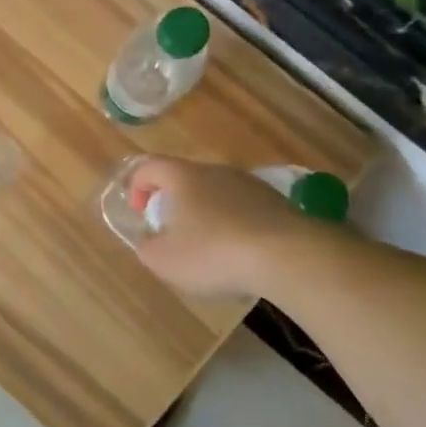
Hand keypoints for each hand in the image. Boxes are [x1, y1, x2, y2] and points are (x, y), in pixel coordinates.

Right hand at [129, 156, 329, 298]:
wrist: (289, 256)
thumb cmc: (214, 253)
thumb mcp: (164, 260)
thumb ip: (147, 248)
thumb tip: (150, 241)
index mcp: (183, 178)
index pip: (150, 166)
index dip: (136, 186)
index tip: (139, 212)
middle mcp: (217, 172)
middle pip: (186, 178)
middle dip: (173, 203)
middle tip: (171, 232)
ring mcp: (251, 185)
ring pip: (217, 193)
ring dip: (206, 215)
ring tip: (208, 248)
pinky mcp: (278, 204)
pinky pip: (244, 210)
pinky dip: (235, 226)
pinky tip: (240, 255)